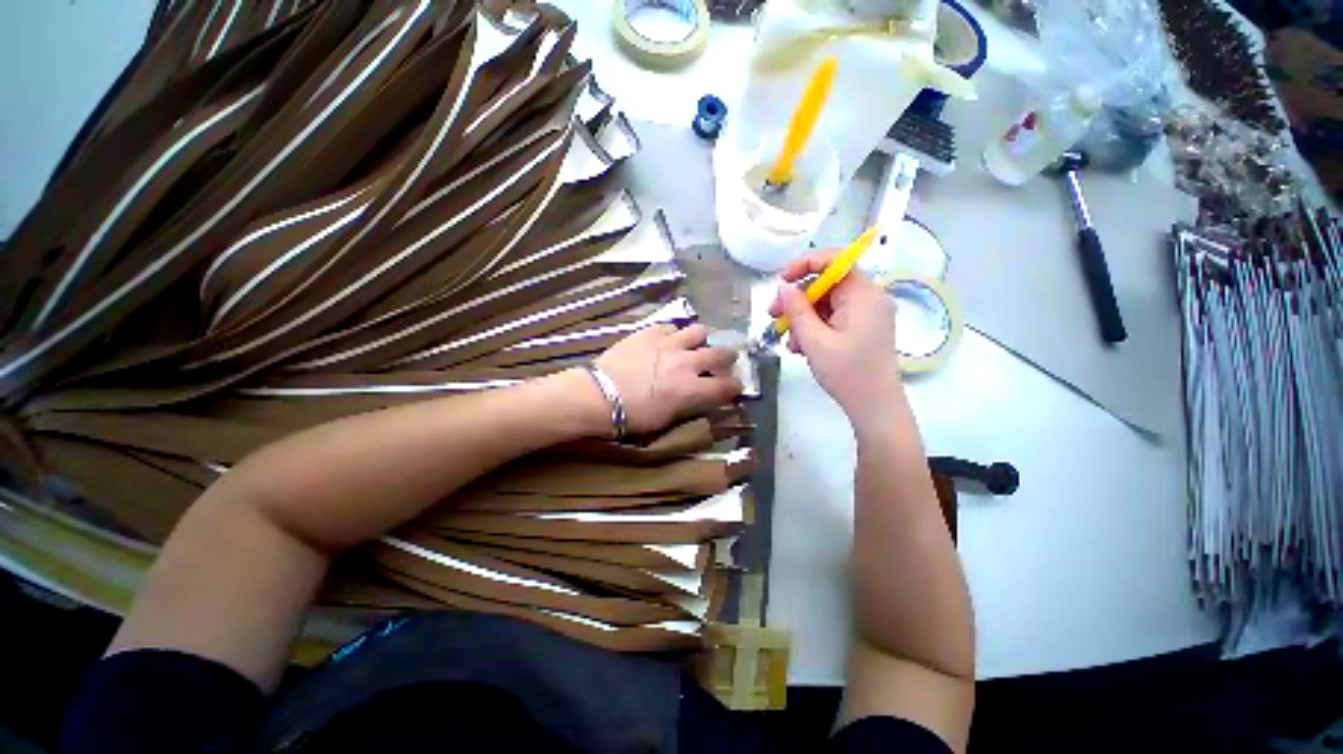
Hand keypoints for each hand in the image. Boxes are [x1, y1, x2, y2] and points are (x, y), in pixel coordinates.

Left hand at [591, 323, 741, 435]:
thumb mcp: (667, 418)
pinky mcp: (650, 332)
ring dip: (701, 341)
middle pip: (721, 353)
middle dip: (727, 359)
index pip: (727, 385)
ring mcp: (669, 343)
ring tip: (693, 346)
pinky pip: (672, 327)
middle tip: (722, 362)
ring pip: (699, 331)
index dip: (735, 387)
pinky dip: (675, 334)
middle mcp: (687, 362)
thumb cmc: (632, 415)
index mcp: (692, 389)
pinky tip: (666, 342)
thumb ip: (691, 403)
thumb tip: (702, 394)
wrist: (599, 396)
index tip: (733, 387)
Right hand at [768, 252, 901, 418]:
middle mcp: (868, 298)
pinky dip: (814, 328)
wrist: (874, 407)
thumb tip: (784, 287)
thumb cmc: (847, 372)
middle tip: (773, 315)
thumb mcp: (814, 341)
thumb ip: (797, 310)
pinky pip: (833, 318)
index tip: (782, 280)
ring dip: (802, 319)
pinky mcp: (862, 329)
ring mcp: (866, 315)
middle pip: (827, 285)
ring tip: (788, 341)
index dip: (805, 264)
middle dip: (797, 299)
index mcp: (863, 295)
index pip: (835, 261)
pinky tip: (801, 347)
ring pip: (826, 304)